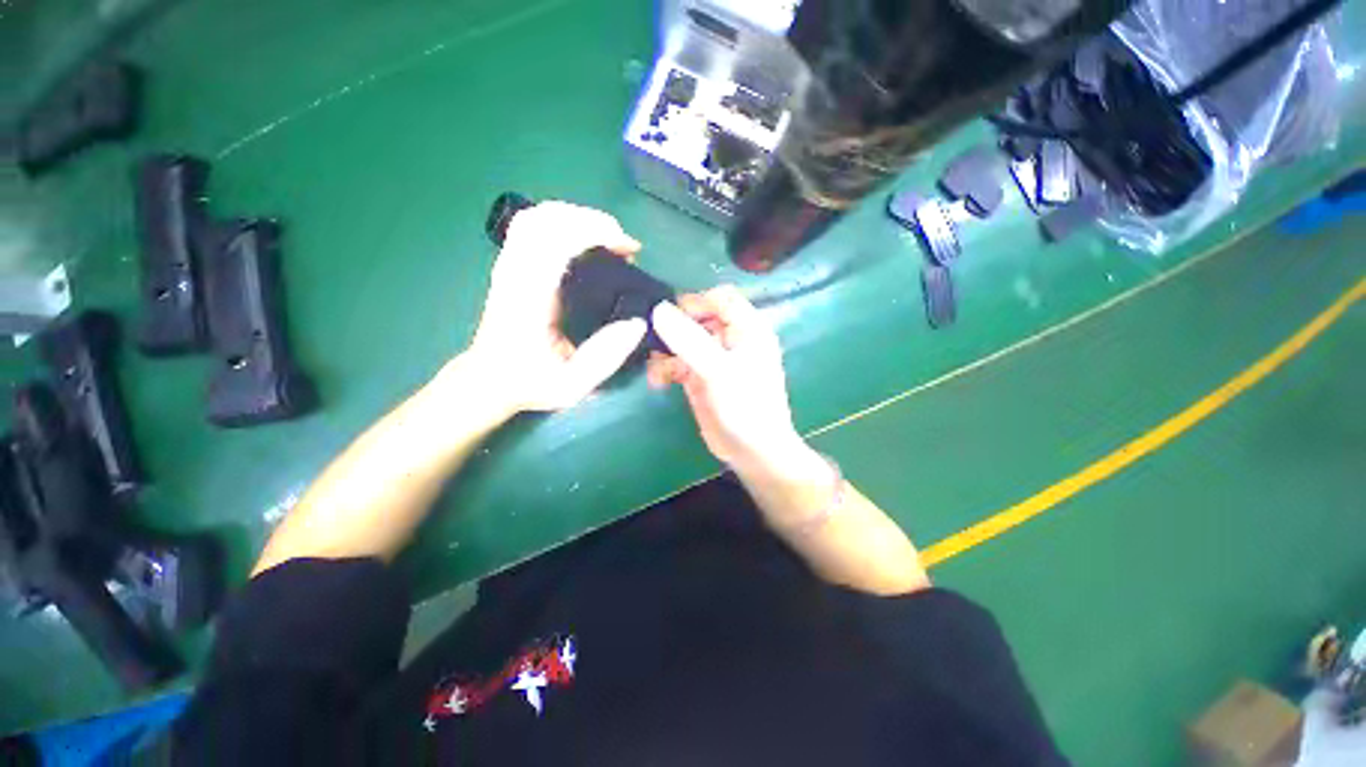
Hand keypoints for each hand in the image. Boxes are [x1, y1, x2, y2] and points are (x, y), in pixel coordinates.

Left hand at [463, 201, 646, 412]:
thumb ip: (605, 357)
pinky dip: (564, 223)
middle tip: (623, 244)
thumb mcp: (572, 384)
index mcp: (529, 298)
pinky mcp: (511, 265)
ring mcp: (509, 264)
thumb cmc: (530, 383)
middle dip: (592, 220)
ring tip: (608, 239)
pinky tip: (584, 241)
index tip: (627, 249)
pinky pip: (533, 226)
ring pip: (538, 216)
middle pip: (547, 218)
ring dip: (578, 218)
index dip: (596, 233)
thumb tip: (637, 324)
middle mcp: (515, 272)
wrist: (489, 381)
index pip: (556, 241)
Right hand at [646, 286, 803, 468]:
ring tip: (655, 368)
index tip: (670, 317)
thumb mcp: (717, 369)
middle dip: (673, 328)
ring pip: (682, 339)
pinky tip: (658, 381)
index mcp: (747, 328)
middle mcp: (730, 338)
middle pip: (696, 317)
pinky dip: (665, 368)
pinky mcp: (699, 377)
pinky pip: (677, 362)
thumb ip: (688, 339)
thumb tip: (658, 309)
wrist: (752, 451)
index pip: (720, 298)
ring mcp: (713, 358)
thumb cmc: (745, 406)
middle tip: (652, 340)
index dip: (695, 303)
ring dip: (665, 350)